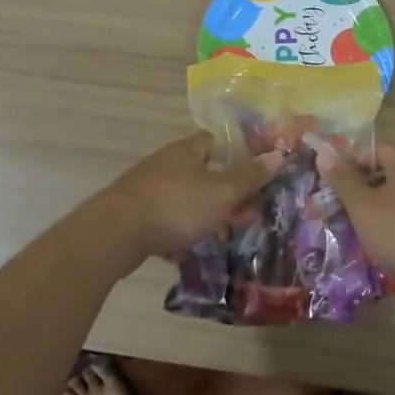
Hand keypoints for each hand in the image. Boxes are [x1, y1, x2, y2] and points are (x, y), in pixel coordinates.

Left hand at [99, 134, 283, 258]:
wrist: (116, 232)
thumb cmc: (176, 205)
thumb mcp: (222, 193)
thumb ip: (249, 177)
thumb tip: (278, 154)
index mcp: (187, 150)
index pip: (215, 142)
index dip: (236, 156)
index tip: (254, 177)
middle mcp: (166, 163)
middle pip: (201, 172)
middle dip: (223, 193)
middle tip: (243, 215)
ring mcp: (147, 188)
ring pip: (184, 199)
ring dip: (202, 216)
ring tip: (221, 237)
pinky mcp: (134, 214)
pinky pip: (165, 220)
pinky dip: (179, 233)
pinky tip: (188, 251)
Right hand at [314, 140, 394, 286]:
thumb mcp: (363, 206)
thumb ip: (343, 180)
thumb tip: (323, 152)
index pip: (371, 150)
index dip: (347, 162)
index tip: (329, 181)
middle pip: (388, 171)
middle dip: (363, 187)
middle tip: (341, 206)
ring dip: (380, 207)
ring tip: (361, 227)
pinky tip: (389, 242)